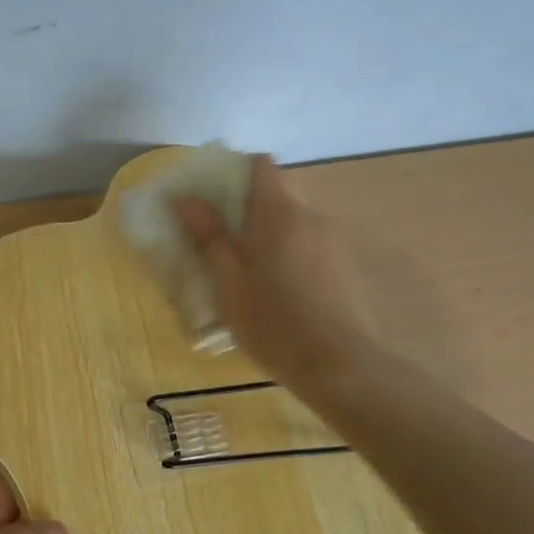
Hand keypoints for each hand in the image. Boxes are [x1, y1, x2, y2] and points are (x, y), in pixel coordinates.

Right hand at [175, 154, 379, 389]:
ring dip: (272, 232)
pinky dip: (292, 252)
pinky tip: (283, 291)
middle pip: (278, 192)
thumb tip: (187, 199)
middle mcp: (311, 217)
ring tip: (253, 271)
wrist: (342, 368)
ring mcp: (333, 241)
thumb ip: (210, 239)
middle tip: (225, 240)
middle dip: (250, 207)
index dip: (236, 171)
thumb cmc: (275, 326)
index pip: (262, 165)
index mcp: (279, 215)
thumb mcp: (230, 286)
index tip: (214, 196)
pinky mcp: (346, 265)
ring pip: (295, 220)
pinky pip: (311, 243)